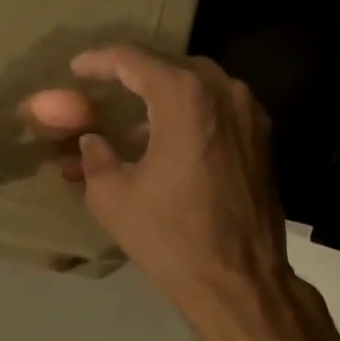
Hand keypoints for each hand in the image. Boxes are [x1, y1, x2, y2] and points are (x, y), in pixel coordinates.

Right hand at [67, 44, 294, 334]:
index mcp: (185, 97)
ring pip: (199, 87)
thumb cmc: (171, 236)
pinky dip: (190, 115)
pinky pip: (219, 110)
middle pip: (170, 67)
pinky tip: (167, 143)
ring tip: (132, 123)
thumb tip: (93, 140)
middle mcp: (225, 92)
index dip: (100, 60)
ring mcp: (250, 115)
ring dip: (164, 97)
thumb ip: (95, 157)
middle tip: (104, 89)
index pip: (134, 60)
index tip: (77, 67)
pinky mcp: (262, 140)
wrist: (239, 280)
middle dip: (134, 75)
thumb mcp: (113, 197)